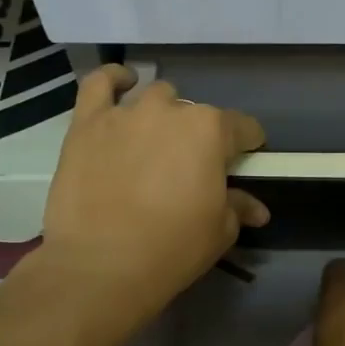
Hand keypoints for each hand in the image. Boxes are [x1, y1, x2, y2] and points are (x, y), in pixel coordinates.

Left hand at [40, 65, 267, 316]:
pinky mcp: (87, 123)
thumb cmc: (172, 249)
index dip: (247, 146)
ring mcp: (125, 113)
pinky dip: (114, 80)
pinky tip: (122, 85)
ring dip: (162, 115)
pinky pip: (99, 84)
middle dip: (199, 136)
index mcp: (210, 131)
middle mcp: (170, 110)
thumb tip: (257, 208)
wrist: (101, 265)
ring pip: (154, 98)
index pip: (242, 128)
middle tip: (190, 169)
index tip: (245, 161)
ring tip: (155, 143)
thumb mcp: (219, 232)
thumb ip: (238, 208)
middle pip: (195, 113)